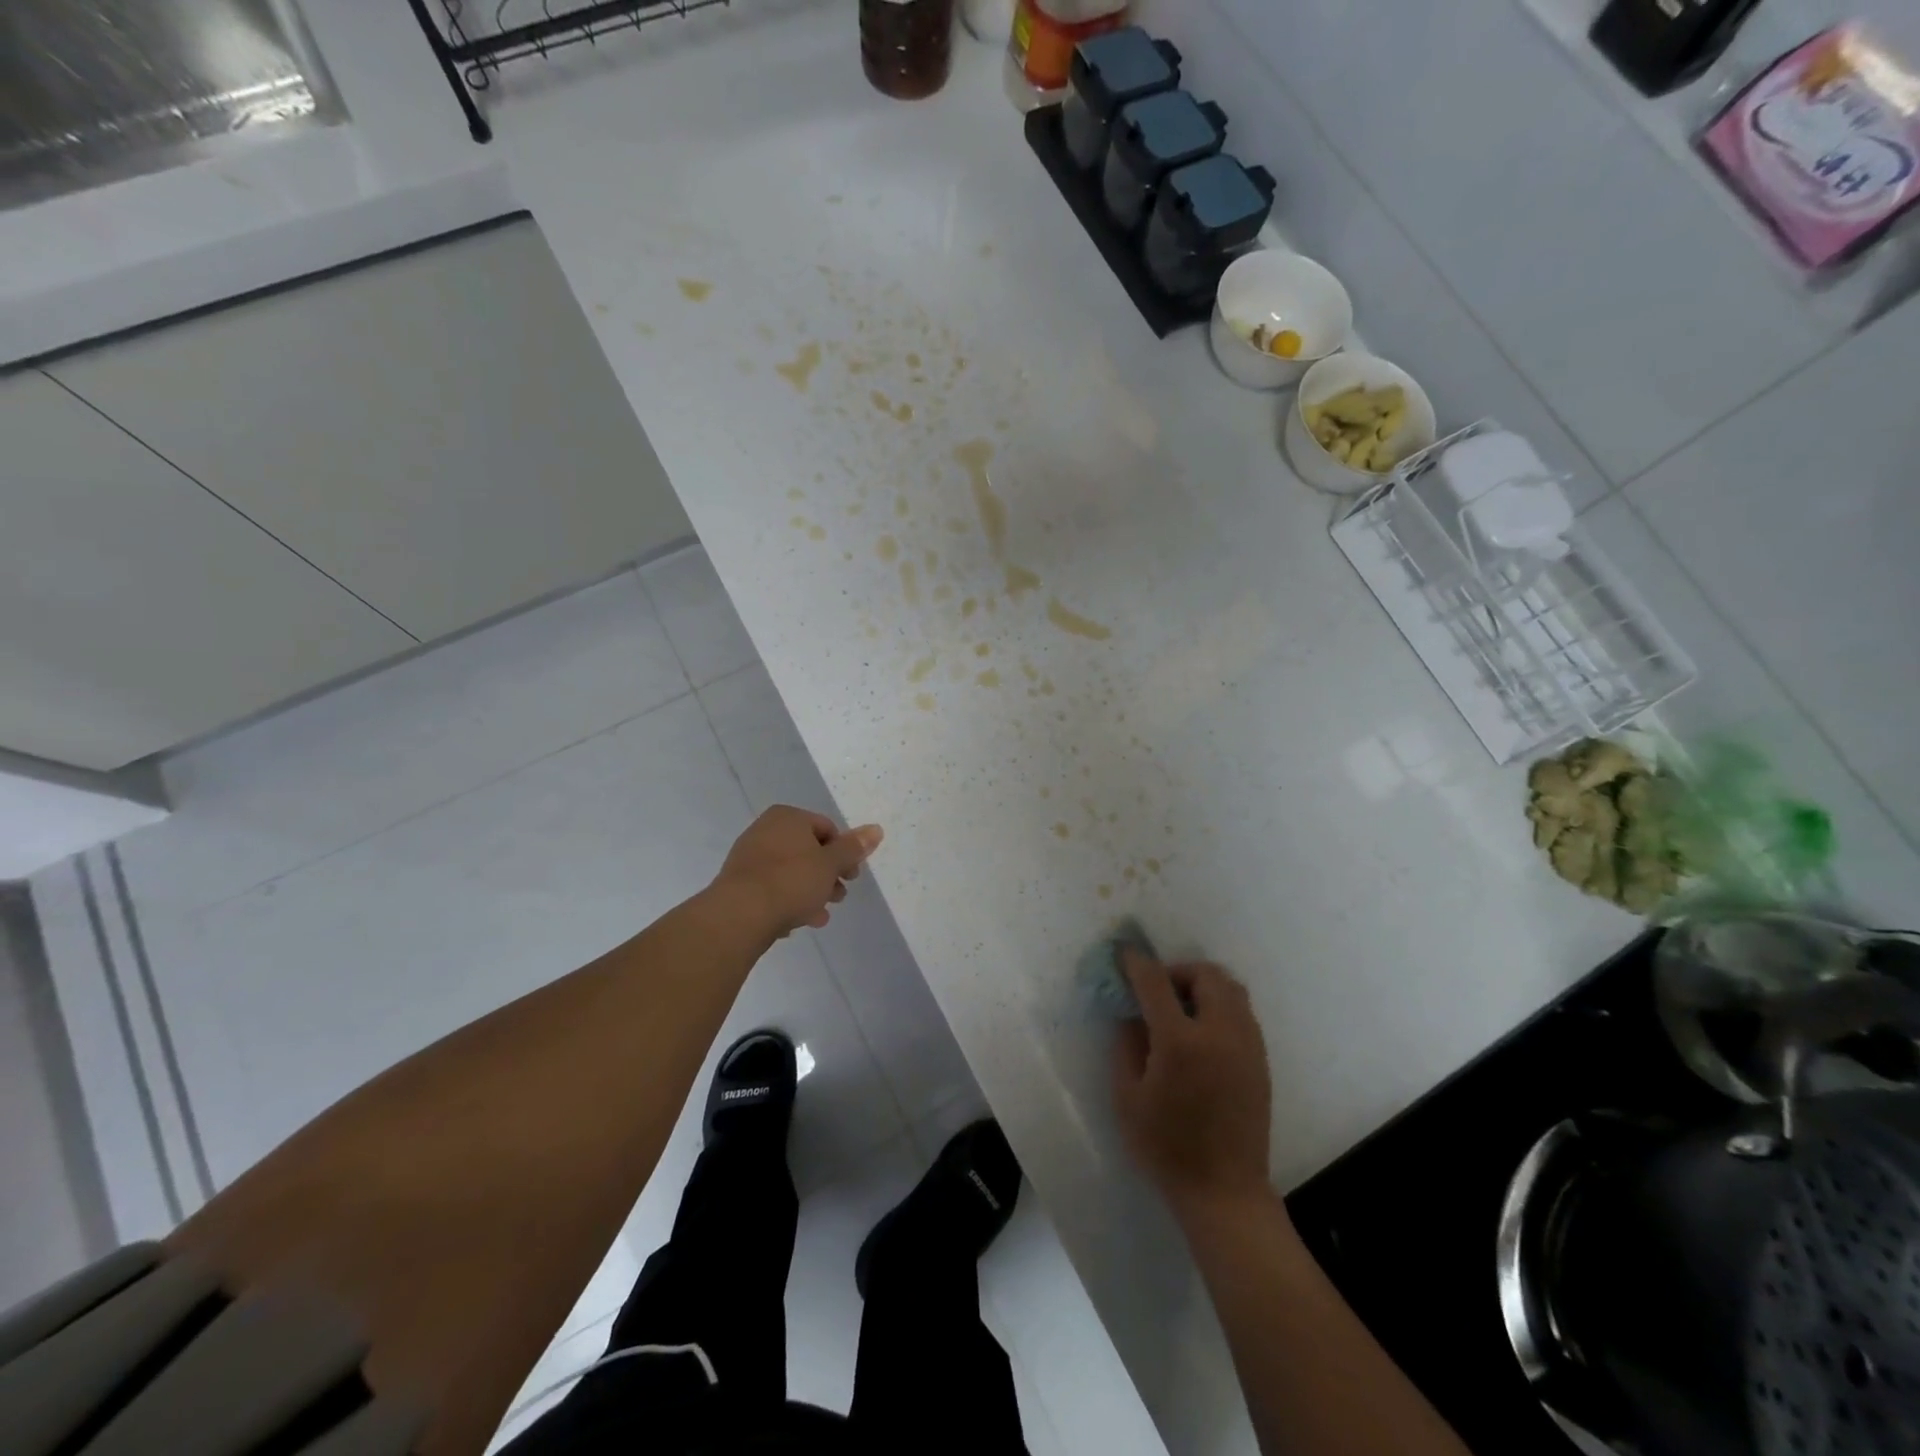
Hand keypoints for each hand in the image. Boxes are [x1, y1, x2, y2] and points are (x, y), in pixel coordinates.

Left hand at [712, 806, 883, 939]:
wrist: (739, 915)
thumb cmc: (791, 881)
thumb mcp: (831, 864)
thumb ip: (853, 848)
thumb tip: (876, 829)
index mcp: (788, 817)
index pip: (826, 829)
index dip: (844, 853)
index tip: (852, 877)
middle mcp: (765, 830)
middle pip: (808, 851)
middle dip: (827, 875)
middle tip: (838, 898)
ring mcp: (749, 857)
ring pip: (790, 872)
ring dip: (810, 892)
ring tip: (820, 916)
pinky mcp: (738, 883)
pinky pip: (771, 889)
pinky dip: (787, 901)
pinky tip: (796, 923)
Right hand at [1112, 948, 1272, 1217]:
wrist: (1224, 1191)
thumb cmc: (1166, 1147)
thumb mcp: (1127, 1097)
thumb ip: (1126, 1045)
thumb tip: (1131, 1013)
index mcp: (1180, 1042)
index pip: (1155, 982)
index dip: (1136, 963)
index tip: (1124, 954)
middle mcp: (1220, 1033)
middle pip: (1205, 974)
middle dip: (1178, 971)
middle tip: (1158, 991)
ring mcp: (1247, 1045)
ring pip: (1231, 988)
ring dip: (1203, 985)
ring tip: (1182, 1008)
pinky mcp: (1260, 1060)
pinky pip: (1242, 1012)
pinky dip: (1220, 1005)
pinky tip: (1202, 1032)